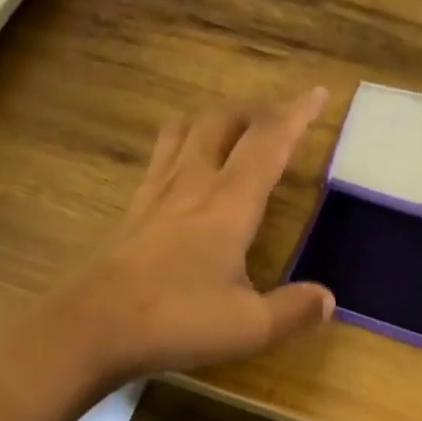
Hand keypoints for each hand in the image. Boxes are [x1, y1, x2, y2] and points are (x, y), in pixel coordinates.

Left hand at [0, 89, 336, 400]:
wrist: (94, 326)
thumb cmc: (178, 321)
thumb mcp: (250, 326)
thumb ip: (294, 310)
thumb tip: (328, 299)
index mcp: (229, 204)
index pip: (267, 143)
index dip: (295, 115)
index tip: (317, 93)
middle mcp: (192, 185)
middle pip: (222, 123)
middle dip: (255, 111)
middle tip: (277, 117)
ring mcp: (156, 194)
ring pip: (184, 131)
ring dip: (213, 120)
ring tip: (230, 129)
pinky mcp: (132, 212)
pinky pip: (160, 158)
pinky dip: (181, 146)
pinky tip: (183, 169)